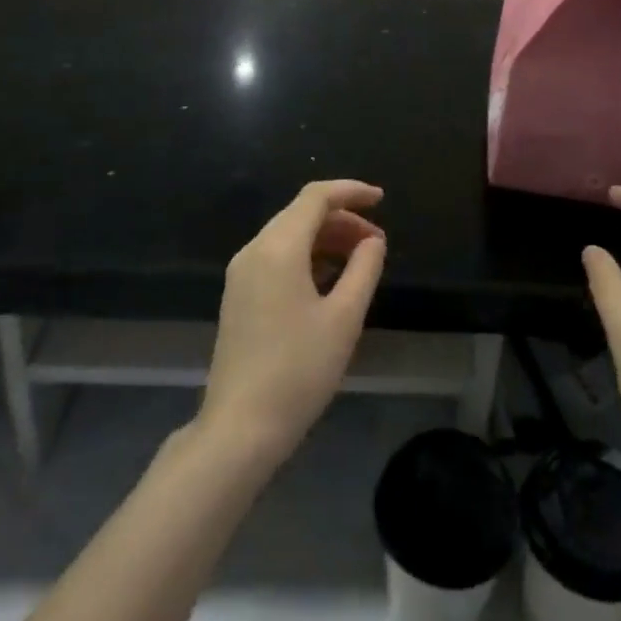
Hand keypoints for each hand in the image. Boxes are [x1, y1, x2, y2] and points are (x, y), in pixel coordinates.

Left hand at [199, 181, 386, 472]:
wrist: (240, 428)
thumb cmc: (298, 370)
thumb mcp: (344, 318)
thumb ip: (364, 268)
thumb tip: (373, 240)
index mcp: (278, 247)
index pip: (316, 197)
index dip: (351, 191)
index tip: (381, 199)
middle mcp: (254, 250)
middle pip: (301, 213)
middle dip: (342, 218)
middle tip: (377, 242)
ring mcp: (241, 273)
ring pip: (289, 235)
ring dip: (326, 238)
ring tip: (360, 260)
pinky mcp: (238, 295)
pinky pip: (276, 256)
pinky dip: (307, 256)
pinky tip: (330, 280)